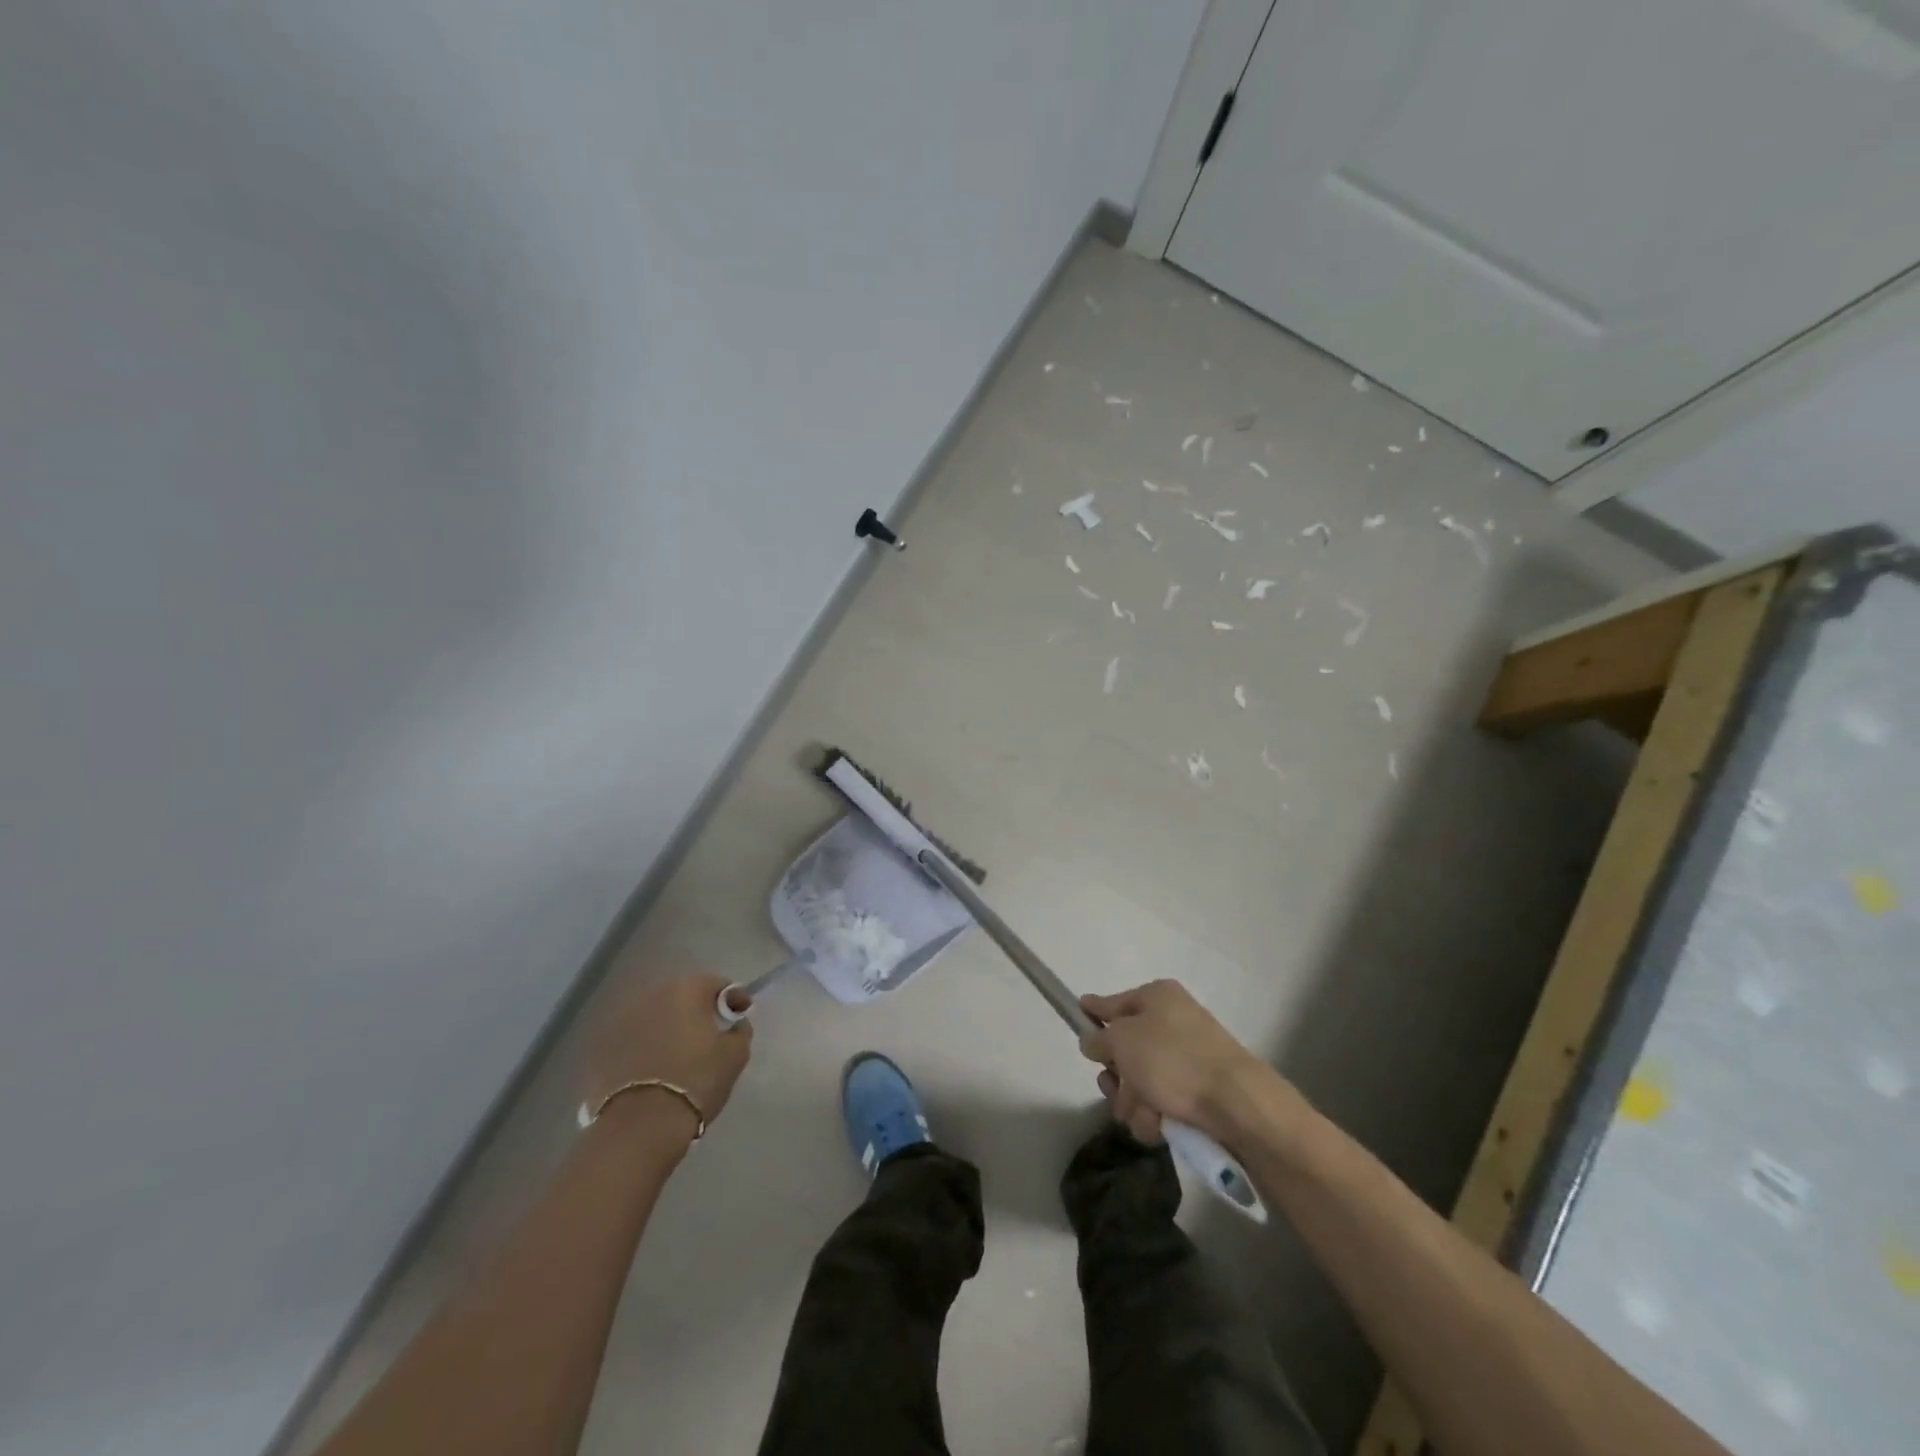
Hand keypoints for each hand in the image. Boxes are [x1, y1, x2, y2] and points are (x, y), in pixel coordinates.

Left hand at [585, 973, 752, 1135]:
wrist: (640, 1126)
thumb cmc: (696, 1082)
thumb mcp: (735, 1056)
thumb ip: (739, 1032)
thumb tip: (735, 1025)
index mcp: (686, 990)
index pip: (716, 984)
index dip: (733, 997)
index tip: (740, 1015)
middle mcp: (652, 996)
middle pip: (682, 996)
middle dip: (696, 1010)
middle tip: (709, 1034)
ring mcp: (622, 1021)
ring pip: (654, 1017)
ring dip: (667, 1027)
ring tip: (677, 1054)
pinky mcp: (601, 1048)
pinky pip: (632, 1039)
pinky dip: (643, 1047)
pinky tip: (652, 1070)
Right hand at [1078, 979, 1279, 1144]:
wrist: (1237, 1103)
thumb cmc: (1173, 1060)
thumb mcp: (1122, 1040)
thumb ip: (1099, 1038)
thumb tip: (1092, 1039)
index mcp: (1157, 997)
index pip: (1113, 1002)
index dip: (1093, 1012)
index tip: (1077, 1016)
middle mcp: (1173, 1021)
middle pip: (1126, 1049)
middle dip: (1117, 1077)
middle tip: (1115, 1089)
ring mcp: (1188, 1057)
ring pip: (1141, 1082)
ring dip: (1134, 1103)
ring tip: (1145, 1116)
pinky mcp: (1200, 1090)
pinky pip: (1163, 1102)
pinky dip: (1156, 1116)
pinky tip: (1160, 1126)